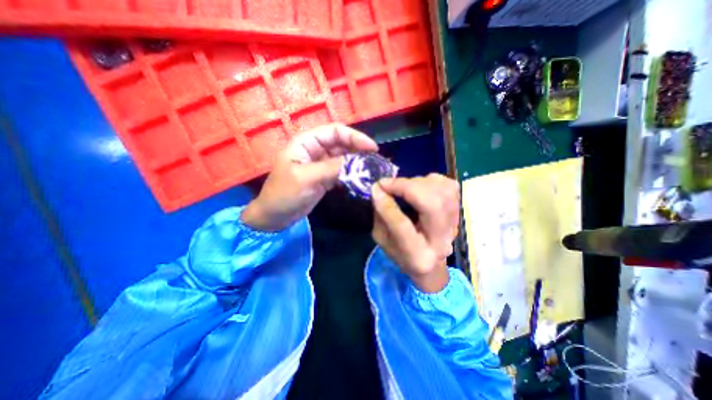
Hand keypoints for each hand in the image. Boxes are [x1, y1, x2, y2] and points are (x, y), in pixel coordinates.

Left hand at [242, 123, 376, 230]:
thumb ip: (332, 168)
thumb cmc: (285, 194)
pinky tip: (361, 178)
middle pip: (342, 143)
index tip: (372, 148)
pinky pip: (341, 171)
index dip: (355, 137)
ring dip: (357, 162)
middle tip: (375, 160)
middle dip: (358, 149)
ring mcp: (321, 164)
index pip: (335, 131)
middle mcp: (315, 149)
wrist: (275, 216)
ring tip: (372, 169)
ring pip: (343, 157)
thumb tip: (358, 162)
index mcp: (307, 142)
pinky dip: (351, 173)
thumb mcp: (307, 178)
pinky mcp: (324, 177)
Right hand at [369, 173, 458, 292]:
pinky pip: (449, 185)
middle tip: (388, 184)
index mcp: (417, 256)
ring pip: (443, 191)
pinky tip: (419, 187)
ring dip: (418, 183)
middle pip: (432, 204)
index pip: (402, 226)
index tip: (376, 189)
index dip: (388, 205)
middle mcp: (441, 241)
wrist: (430, 263)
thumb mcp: (382, 239)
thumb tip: (379, 189)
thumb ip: (380, 215)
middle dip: (407, 187)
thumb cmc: (401, 253)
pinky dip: (431, 181)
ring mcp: (455, 225)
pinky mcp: (458, 211)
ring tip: (403, 187)